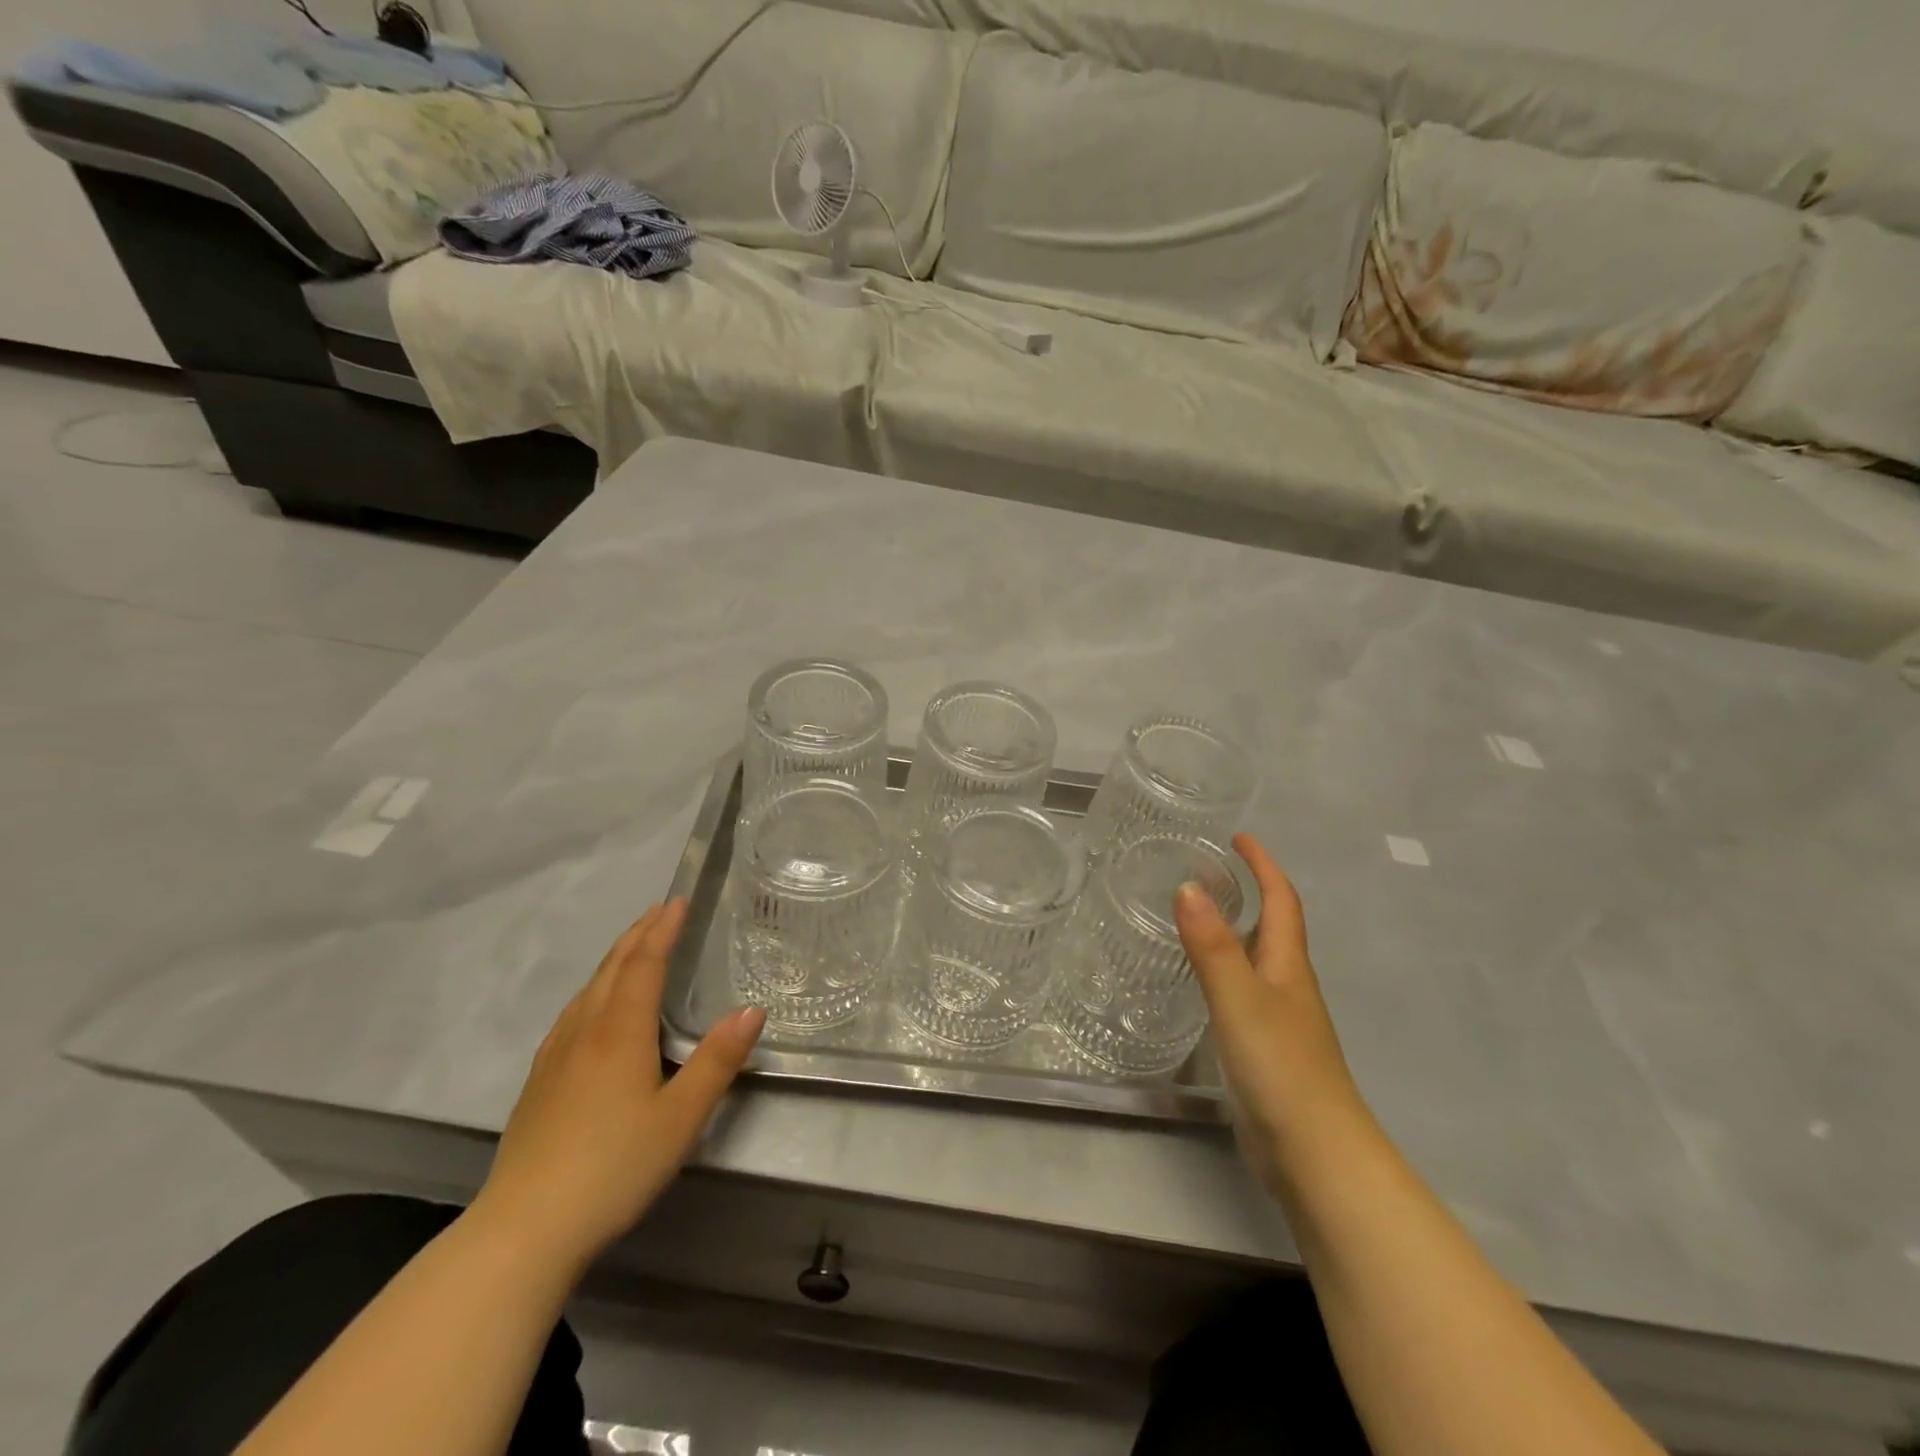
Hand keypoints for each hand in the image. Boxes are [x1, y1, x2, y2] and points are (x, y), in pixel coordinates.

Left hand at [473, 900, 765, 1274]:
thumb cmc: (614, 1167)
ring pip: (588, 990)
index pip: (644, 965)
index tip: (678, 902)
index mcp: (620, 1032)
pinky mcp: (538, 1082)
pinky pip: (572, 1013)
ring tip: (633, 946)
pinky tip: (592, 1009)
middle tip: (659, 911)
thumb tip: (751, 1010)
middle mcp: (585, 1032)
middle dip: (638, 935)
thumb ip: (717, 1060)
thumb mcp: (681, 1117)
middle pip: (612, 968)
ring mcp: (555, 1056)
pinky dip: (593, 990)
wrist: (523, 1229)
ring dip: (615, 958)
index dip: (663, 931)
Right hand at [1175, 834, 1371, 1193]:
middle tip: (1206, 871)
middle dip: (1248, 892)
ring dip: (1234, 931)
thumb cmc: (1280, 1068)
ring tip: (1195, 916)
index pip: (1281, 901)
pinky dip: (1223, 971)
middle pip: (1272, 927)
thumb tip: (1188, 885)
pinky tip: (1200, 983)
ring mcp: (1280, 1021)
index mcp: (1287, 966)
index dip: (1263, 866)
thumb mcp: (1239, 999)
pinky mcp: (1266, 1050)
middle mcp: (1288, 986)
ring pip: (1256, 960)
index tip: (1239, 838)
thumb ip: (1212, 945)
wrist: (1316, 1156)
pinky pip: (1243, 993)